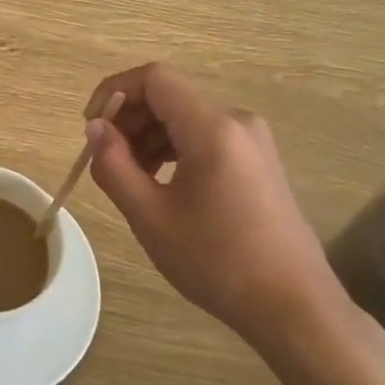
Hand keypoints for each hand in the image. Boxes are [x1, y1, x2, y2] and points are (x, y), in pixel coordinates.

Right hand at [84, 62, 338, 341]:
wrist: (293, 306)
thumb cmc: (217, 262)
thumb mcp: (151, 217)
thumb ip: (114, 165)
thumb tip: (95, 128)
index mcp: (212, 127)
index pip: (154, 78)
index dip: (114, 92)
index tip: (91, 129)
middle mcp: (237, 121)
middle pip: (170, 96)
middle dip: (129, 119)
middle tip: (105, 161)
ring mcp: (252, 140)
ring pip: (186, 118)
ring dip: (149, 137)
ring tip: (130, 179)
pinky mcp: (258, 161)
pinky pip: (205, 137)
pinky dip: (174, 150)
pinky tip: (161, 185)